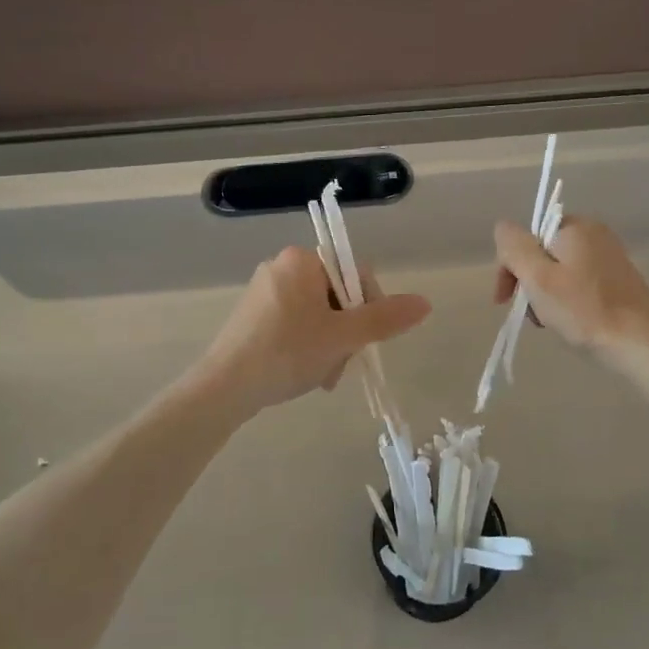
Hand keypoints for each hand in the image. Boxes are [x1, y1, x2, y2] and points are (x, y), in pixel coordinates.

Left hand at [195, 247, 429, 416]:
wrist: (224, 387)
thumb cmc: (287, 353)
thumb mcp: (343, 337)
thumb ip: (384, 318)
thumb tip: (425, 303)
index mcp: (302, 260)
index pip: (356, 272)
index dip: (370, 307)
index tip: (365, 339)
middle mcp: (282, 266)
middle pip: (337, 295)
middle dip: (347, 332)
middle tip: (342, 363)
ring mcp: (264, 291)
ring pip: (317, 314)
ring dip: (330, 344)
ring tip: (324, 376)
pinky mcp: (252, 315)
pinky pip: (294, 323)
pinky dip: (307, 346)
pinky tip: (305, 373)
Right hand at [491, 217, 648, 358]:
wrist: (640, 344)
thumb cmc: (584, 311)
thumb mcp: (538, 277)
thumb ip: (513, 247)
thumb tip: (503, 228)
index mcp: (575, 226)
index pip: (525, 239)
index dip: (510, 268)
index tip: (505, 300)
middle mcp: (595, 233)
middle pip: (542, 254)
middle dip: (530, 284)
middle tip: (534, 316)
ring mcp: (610, 256)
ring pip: (559, 270)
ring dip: (547, 295)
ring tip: (552, 322)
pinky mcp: (620, 279)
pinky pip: (580, 282)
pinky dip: (568, 299)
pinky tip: (573, 321)